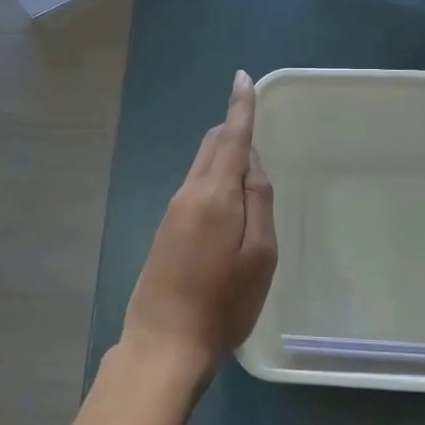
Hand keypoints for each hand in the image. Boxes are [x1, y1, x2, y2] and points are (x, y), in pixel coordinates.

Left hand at [123, 71, 276, 383]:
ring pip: (201, 168)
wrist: (164, 346)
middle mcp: (188, 194)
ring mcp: (171, 213)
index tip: (243, 78)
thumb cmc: (223, 304)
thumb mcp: (260, 255)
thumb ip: (258, 202)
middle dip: (232, 131)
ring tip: (249, 178)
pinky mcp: (165, 231)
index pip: (231, 138)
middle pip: (211, 147)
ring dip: (224, 159)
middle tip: (256, 131)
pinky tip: (227, 209)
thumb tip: (251, 163)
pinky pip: (194, 190)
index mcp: (214, 195)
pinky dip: (214, 182)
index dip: (241, 107)